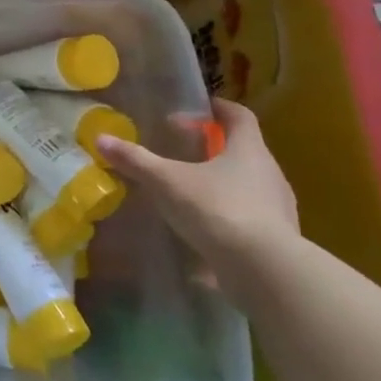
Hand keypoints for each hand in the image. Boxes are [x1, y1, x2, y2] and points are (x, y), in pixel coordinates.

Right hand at [94, 99, 299, 300]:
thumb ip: (136, 160)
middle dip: (213, 148)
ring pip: (248, 186)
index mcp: (248, 150)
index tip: (198, 108)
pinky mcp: (277, 242)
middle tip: (182, 151)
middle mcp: (270, 174)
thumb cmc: (217, 209)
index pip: (239, 116)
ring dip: (221, 184)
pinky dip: (226, 218)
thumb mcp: (167, 182)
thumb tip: (101, 139)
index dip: (219, 108)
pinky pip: (249, 220)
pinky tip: (203, 231)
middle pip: (243, 151)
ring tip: (189, 193)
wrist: (265, 272)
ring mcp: (278, 209)